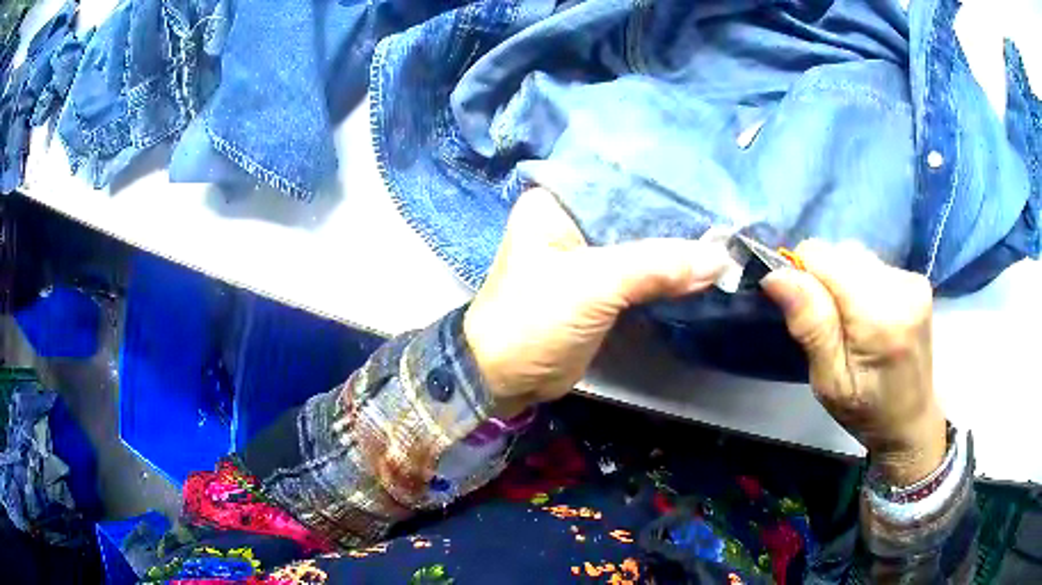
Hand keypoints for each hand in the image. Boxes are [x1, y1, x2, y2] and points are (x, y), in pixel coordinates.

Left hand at [464, 188, 731, 417]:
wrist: (506, 380)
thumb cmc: (533, 321)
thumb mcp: (591, 286)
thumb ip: (656, 266)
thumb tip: (721, 257)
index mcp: (557, 201)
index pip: (619, 178)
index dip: (664, 182)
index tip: (712, 181)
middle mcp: (572, 219)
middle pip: (635, 211)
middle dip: (677, 216)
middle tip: (727, 209)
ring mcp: (588, 253)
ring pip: (642, 241)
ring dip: (677, 246)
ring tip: (725, 233)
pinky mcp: (600, 285)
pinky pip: (642, 270)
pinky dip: (669, 271)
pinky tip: (704, 264)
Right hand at [761, 240, 946, 485]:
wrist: (911, 418)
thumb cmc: (866, 411)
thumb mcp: (829, 383)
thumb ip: (811, 326)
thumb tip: (777, 276)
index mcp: (880, 318)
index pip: (824, 257)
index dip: (802, 274)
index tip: (802, 310)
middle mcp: (901, 288)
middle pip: (841, 252)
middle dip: (824, 279)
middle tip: (828, 325)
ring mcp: (912, 280)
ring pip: (856, 256)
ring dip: (842, 280)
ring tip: (850, 321)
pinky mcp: (917, 279)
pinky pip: (872, 264)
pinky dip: (860, 282)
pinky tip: (868, 314)